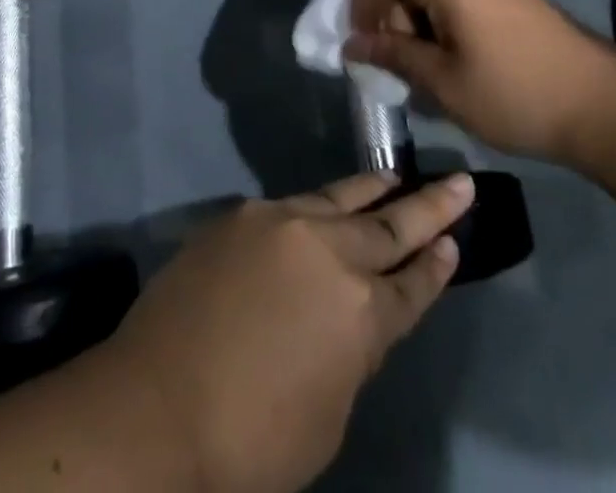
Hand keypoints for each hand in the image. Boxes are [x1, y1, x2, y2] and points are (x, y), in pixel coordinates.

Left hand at [103, 172, 473, 492]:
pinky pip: (294, 205)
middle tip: (459, 182)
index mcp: (361, 312)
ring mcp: (283, 222)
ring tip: (397, 177)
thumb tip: (355, 315)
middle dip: (429, 207)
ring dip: (374, 190)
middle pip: (389, 225)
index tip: (456, 240)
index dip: (436, 265)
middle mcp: (329, 252)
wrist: (156, 402)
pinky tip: (328, 206)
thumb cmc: (251, 438)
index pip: (412, 284)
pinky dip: (321, 205)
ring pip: (342, 198)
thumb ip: (352, 352)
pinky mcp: (244, 214)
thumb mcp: (327, 417)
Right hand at [344, 0, 615, 166]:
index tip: (362, 40)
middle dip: (393, 18)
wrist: (606, 107)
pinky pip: (465, 2)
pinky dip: (447, 28)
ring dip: (420, 26)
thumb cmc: (514, 93)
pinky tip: (457, 69)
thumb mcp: (444, 82)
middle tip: (396, 65)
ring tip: (426, 75)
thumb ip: (394, 57)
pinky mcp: (518, 2)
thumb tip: (351, 46)